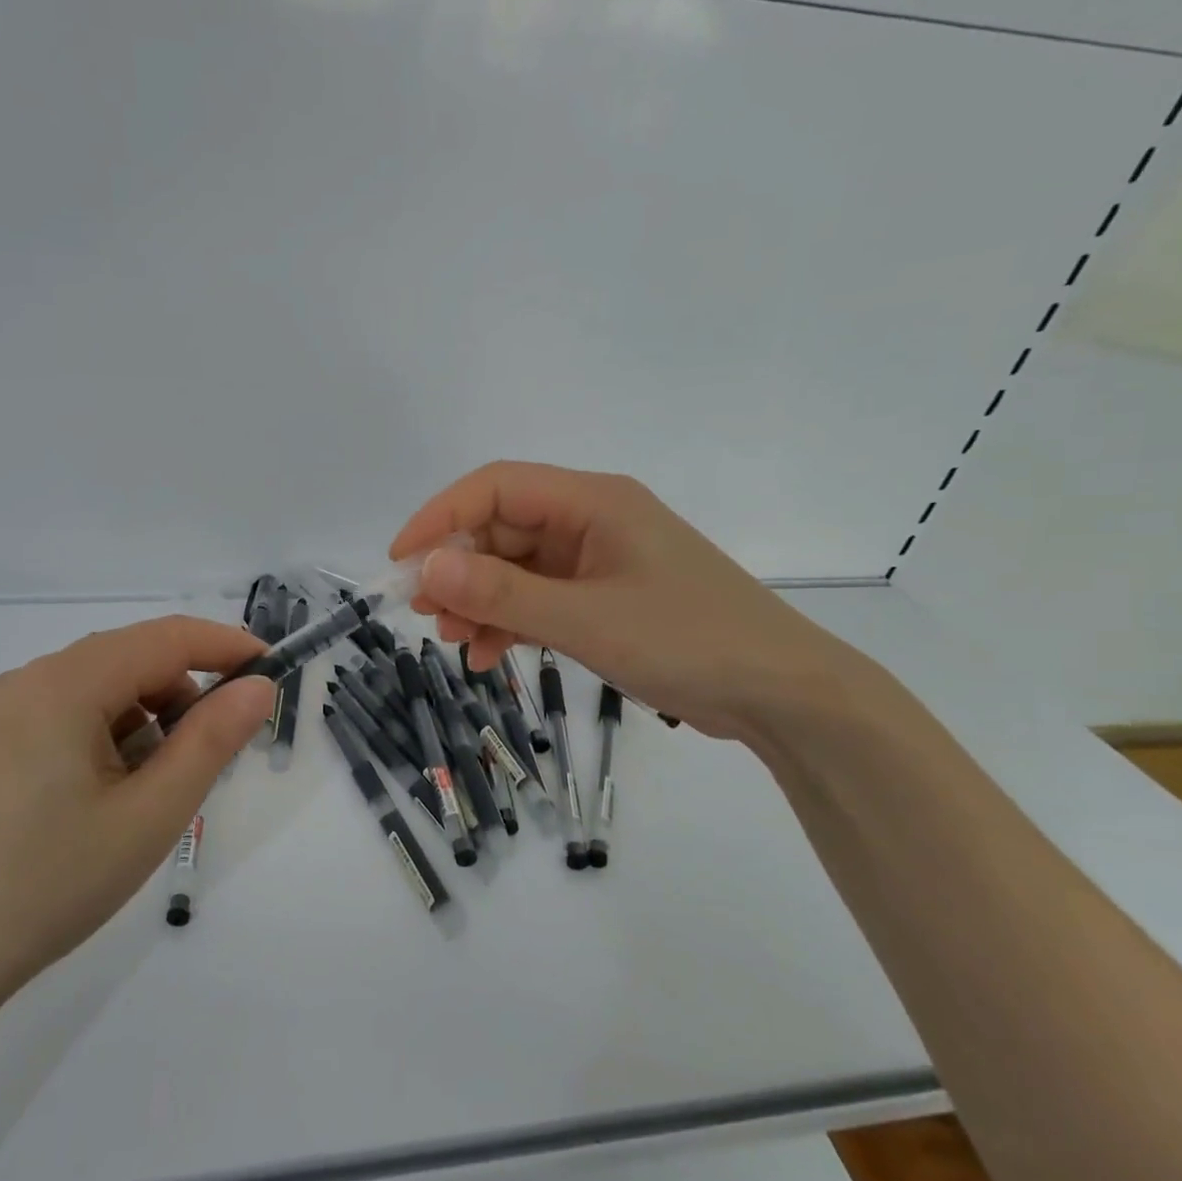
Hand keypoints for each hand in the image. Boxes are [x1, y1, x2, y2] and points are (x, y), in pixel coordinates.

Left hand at [0, 616, 273, 1038]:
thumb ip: (212, 740)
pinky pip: (73, 716)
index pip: (167, 638)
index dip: (227, 647)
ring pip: (105, 690)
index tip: (275, 673)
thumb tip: (257, 687)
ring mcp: (5, 712)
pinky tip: (114, 797)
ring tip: (159, 792)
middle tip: (218, 756)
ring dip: (150, 722)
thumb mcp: (150, 814)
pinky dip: (113, 739)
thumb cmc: (49, 883)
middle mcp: (30, 680)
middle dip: (187, 695)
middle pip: (134, 660)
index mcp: (64, 683)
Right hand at [391, 461, 863, 740]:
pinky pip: (540, 598)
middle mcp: (591, 520)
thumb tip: (426, 567)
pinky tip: (490, 655)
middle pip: (501, 528)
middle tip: (425, 613)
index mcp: (592, 501)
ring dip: (480, 600)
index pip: (495, 487)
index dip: (440, 517)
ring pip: (516, 568)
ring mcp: (598, 560)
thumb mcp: (584, 619)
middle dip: (458, 569)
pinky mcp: (604, 596)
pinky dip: (510, 622)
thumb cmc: (686, 641)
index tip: (400, 561)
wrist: (781, 694)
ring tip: (456, 642)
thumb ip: (502, 594)